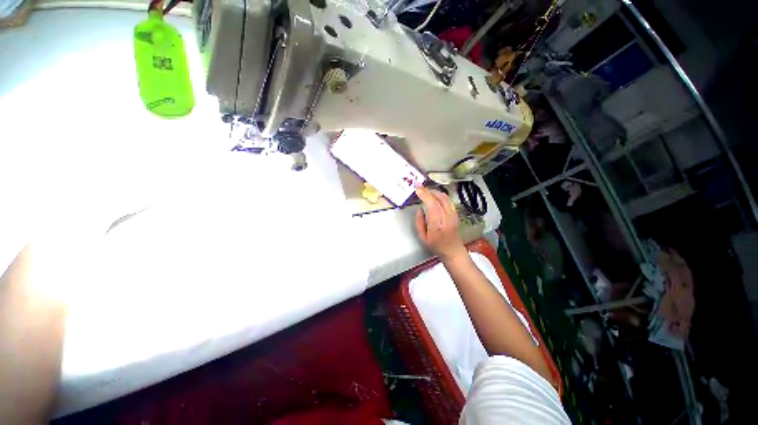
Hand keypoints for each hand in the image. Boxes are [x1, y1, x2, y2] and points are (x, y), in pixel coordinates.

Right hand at [414, 186, 466, 261]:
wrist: (453, 251)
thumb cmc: (436, 246)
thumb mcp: (422, 237)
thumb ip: (419, 222)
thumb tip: (419, 210)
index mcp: (437, 224)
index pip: (431, 204)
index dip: (424, 194)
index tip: (417, 188)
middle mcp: (447, 217)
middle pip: (439, 198)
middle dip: (428, 190)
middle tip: (420, 188)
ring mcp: (453, 215)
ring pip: (445, 197)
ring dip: (435, 191)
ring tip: (426, 191)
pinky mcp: (456, 214)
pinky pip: (449, 201)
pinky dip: (441, 195)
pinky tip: (435, 196)